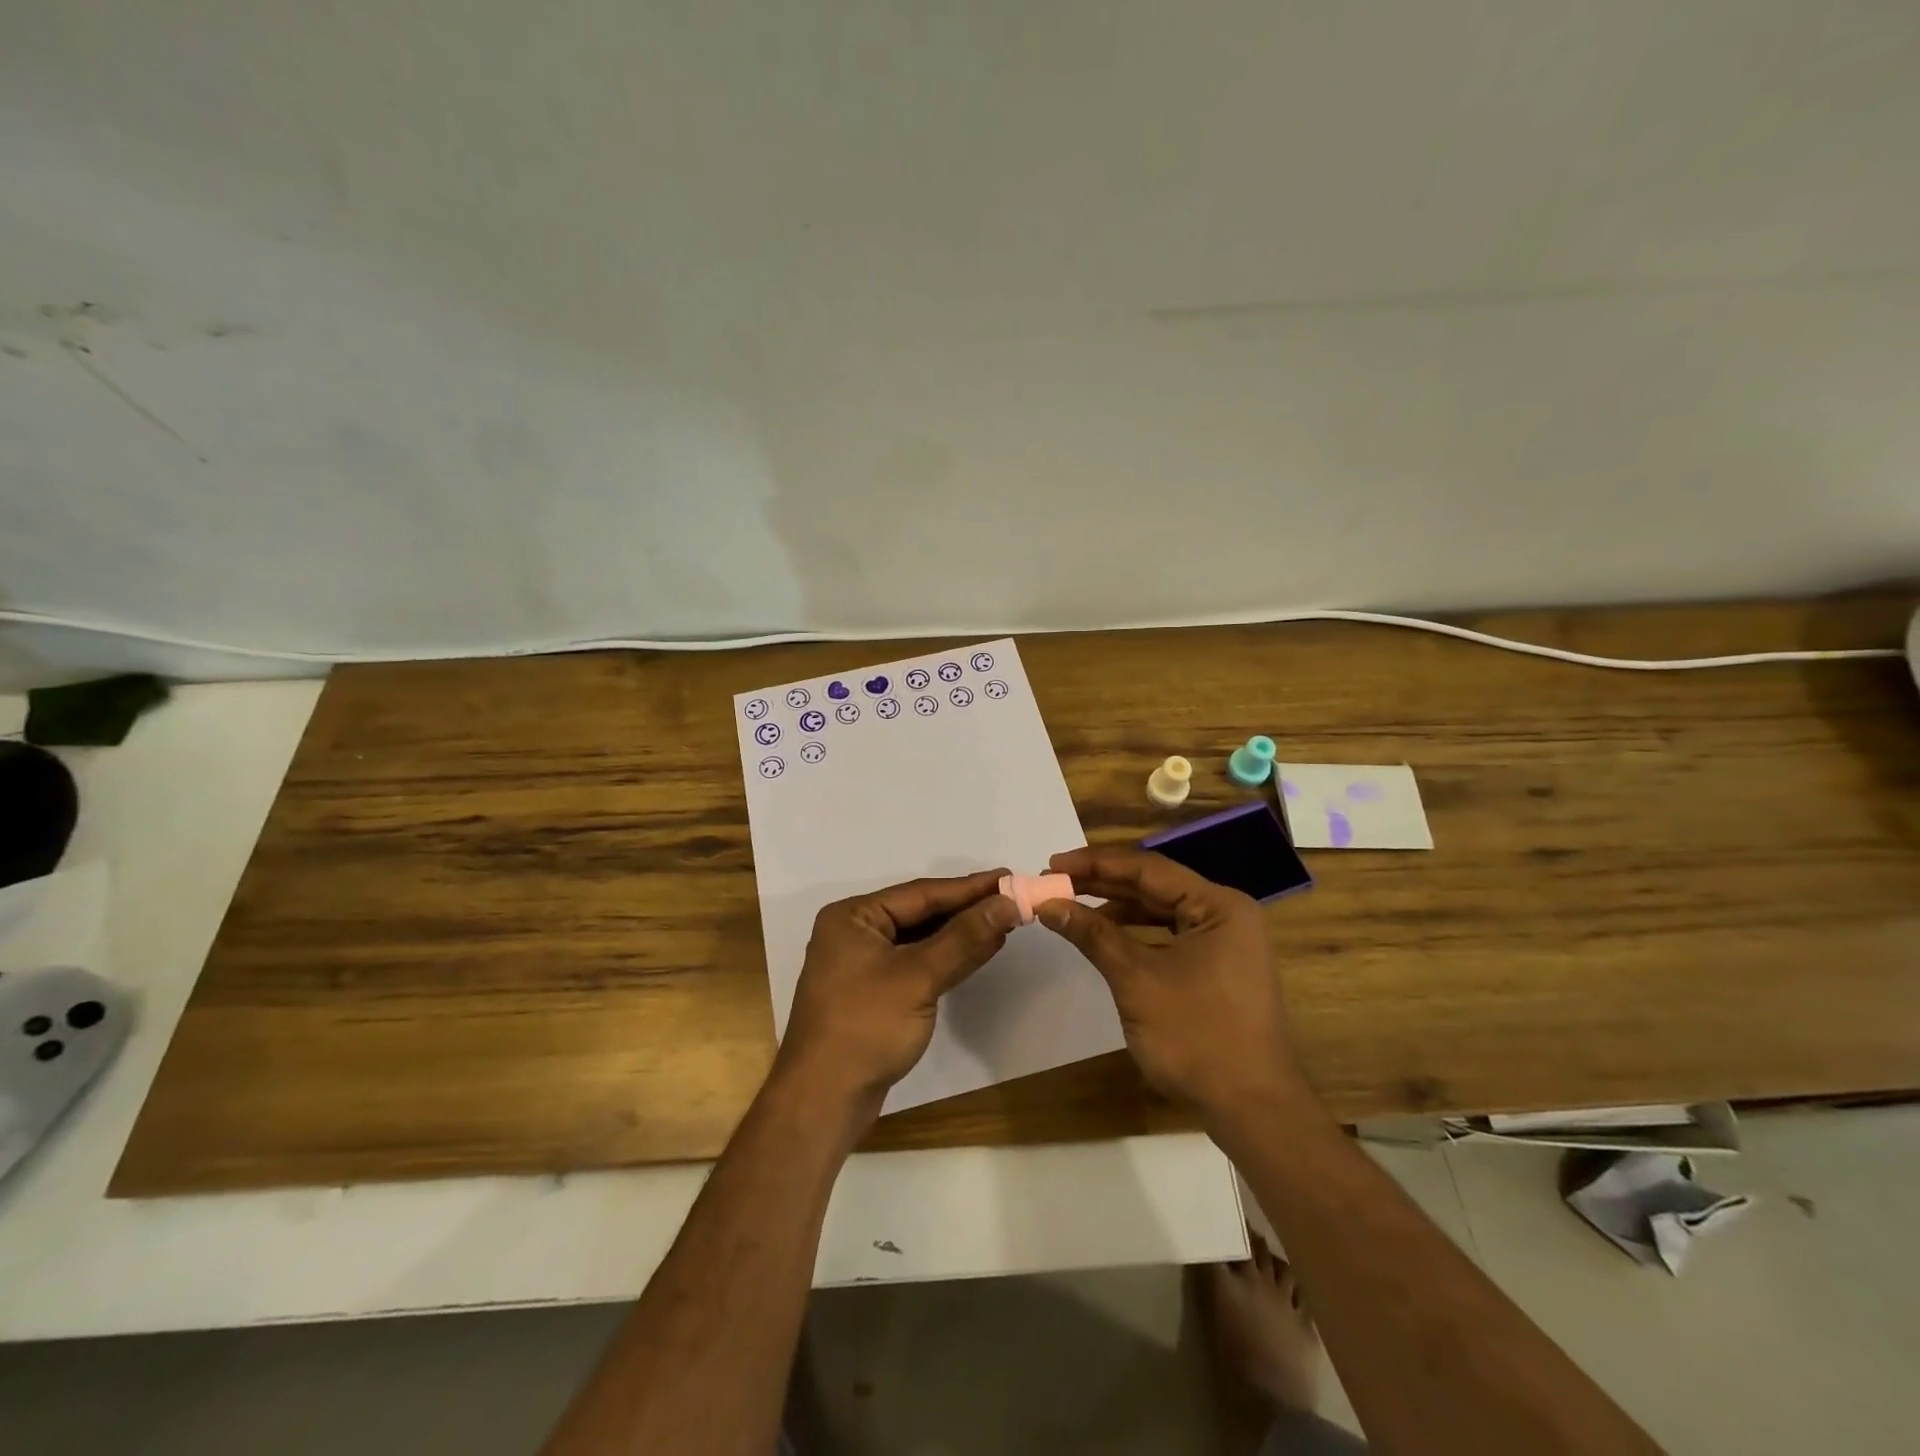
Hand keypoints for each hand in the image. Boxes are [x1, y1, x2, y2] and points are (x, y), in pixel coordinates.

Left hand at [775, 869, 1020, 1122]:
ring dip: (957, 933)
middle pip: (918, 912)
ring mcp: (859, 964)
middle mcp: (853, 932)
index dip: (968, 887)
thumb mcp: (918, 978)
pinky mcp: (870, 992)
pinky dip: (943, 957)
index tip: (1009, 878)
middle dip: (965, 908)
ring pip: (917, 938)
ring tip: (1001, 921)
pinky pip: (913, 962)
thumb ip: (964, 939)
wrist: (822, 1102)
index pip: (921, 894)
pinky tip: (973, 953)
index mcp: (853, 917)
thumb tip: (1008, 904)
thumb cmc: (865, 1028)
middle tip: (1011, 899)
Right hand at [1035, 847, 1305, 1118]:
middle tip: (1055, 881)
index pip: (1148, 869)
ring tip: (1072, 905)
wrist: (1253, 1111)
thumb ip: (1093, 935)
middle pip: (1155, 886)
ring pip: (1161, 911)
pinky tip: (1104, 936)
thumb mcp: (1136, 980)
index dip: (1096, 864)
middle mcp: (1226, 914)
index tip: (1052, 864)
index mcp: (1218, 905)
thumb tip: (1048, 904)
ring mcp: (1225, 943)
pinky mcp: (1218, 968)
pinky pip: (1170, 936)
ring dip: (1116, 908)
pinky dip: (1135, 934)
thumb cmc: (1196, 1037)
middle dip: (1103, 884)